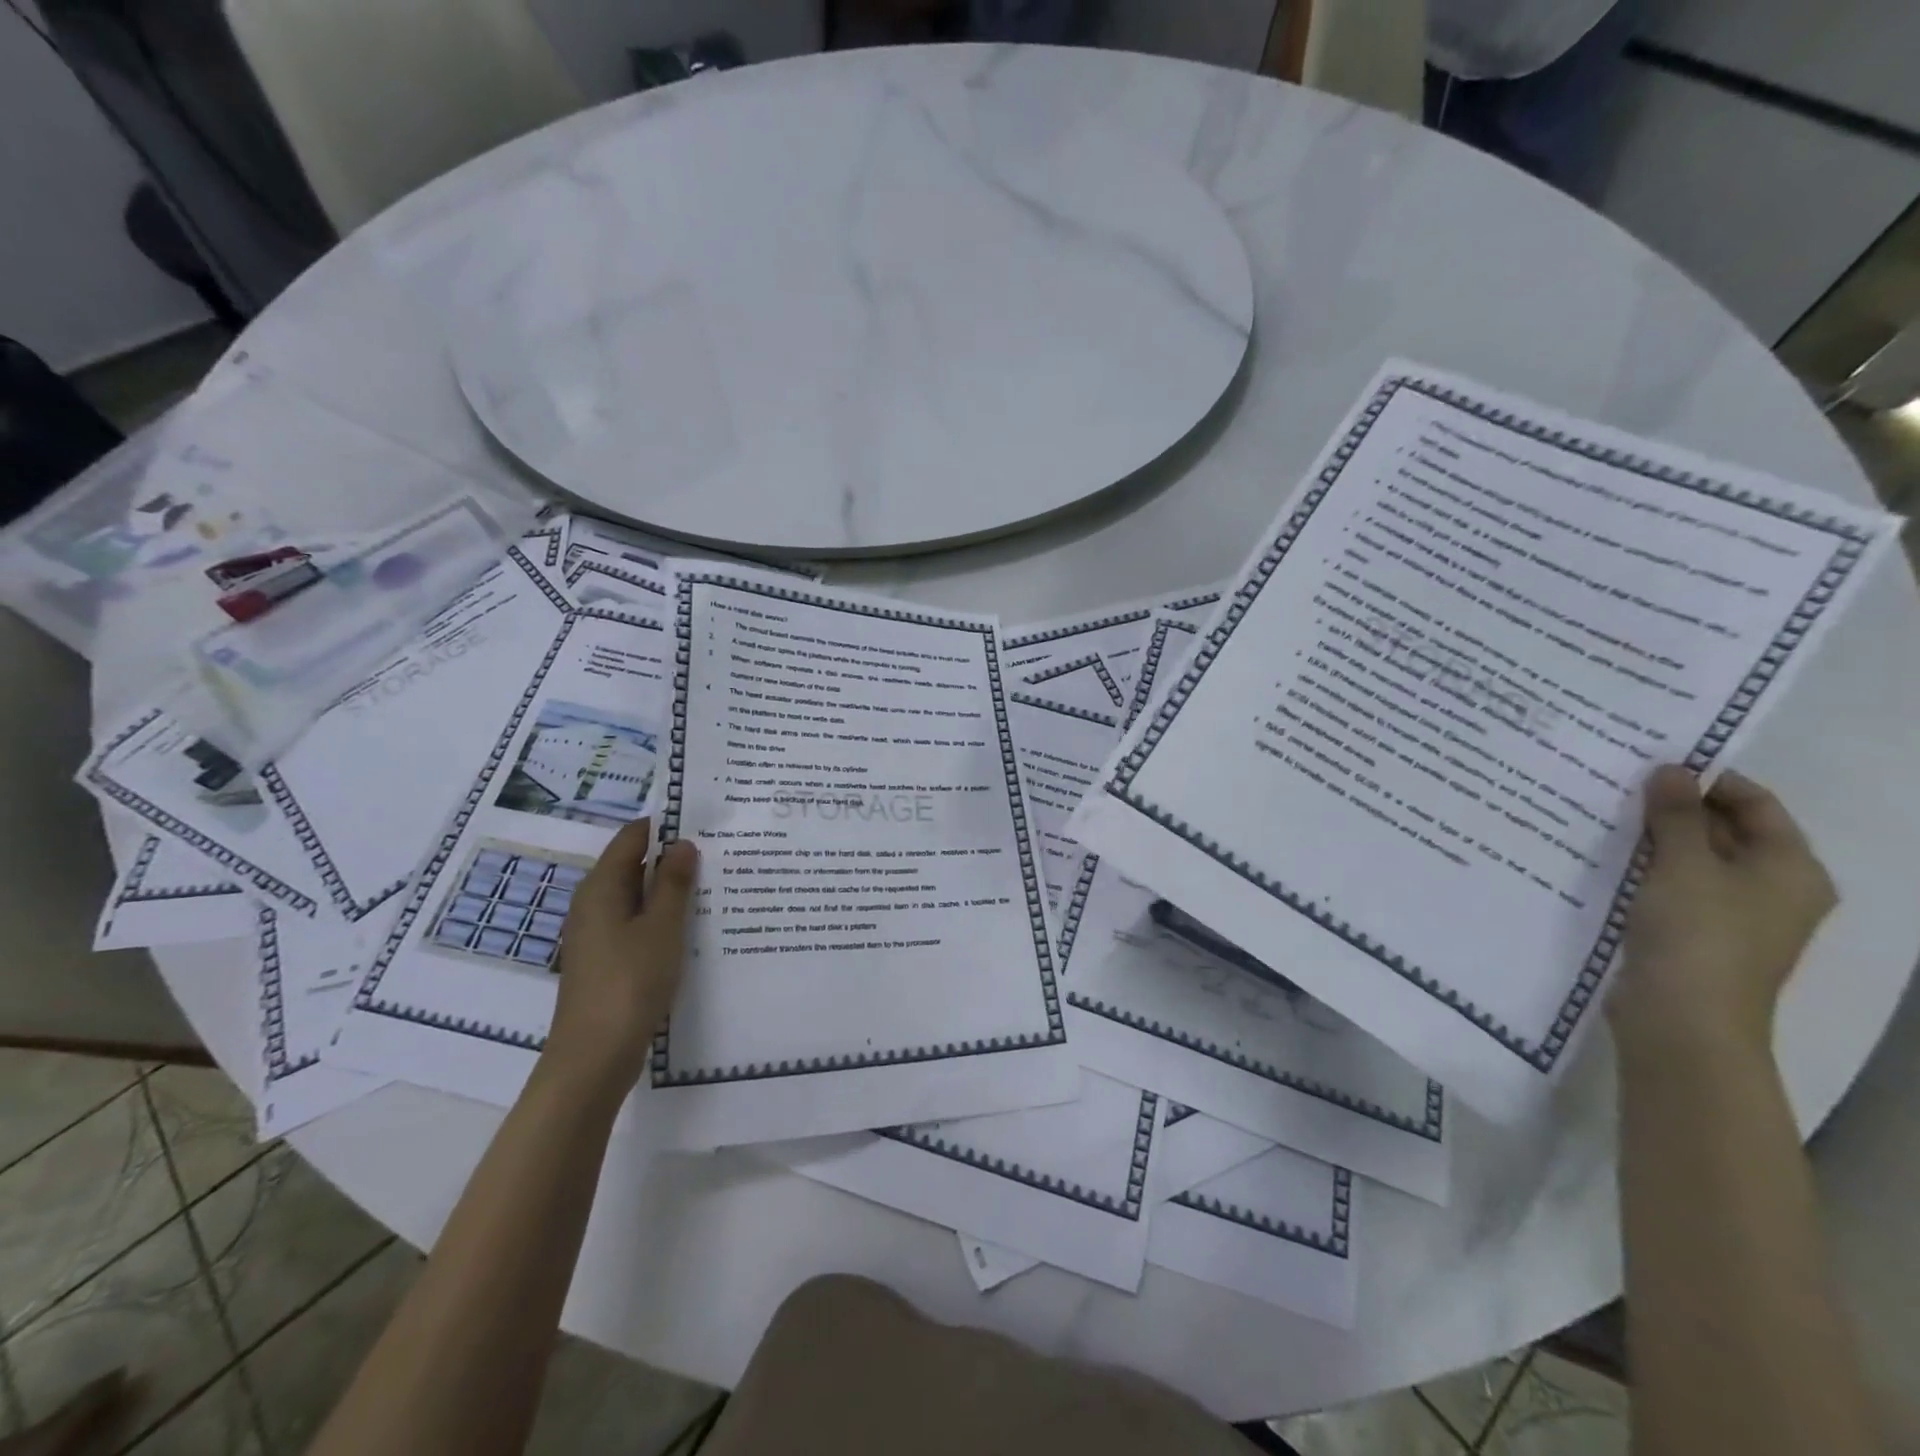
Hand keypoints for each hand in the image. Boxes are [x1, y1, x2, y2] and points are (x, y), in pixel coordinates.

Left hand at [541, 818, 698, 1101]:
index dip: (666, 826)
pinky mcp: (606, 959)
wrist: (594, 1056)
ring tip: (715, 887)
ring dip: (671, 891)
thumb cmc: (630, 982)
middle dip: (674, 859)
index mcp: (601, 887)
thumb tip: (683, 843)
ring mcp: (598, 933)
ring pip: (638, 897)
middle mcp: (593, 903)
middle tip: (720, 854)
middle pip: (634, 865)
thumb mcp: (662, 927)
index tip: (706, 824)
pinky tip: (693, 927)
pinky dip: (662, 918)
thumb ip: (674, 883)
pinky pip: (637, 923)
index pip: (632, 837)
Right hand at [1613, 765, 1835, 1063]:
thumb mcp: (1683, 864)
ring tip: (1601, 814)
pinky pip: (1671, 886)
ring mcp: (1732, 914)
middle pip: (1724, 831)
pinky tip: (1603, 856)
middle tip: (1616, 784)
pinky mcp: (1693, 933)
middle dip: (1673, 808)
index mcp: (1790, 868)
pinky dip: (1644, 868)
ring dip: (1653, 838)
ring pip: (1692, 859)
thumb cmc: (1697, 933)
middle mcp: (1771, 888)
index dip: (1708, 779)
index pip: (1755, 804)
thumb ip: (1676, 814)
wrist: (1682, 1017)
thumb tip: (1670, 769)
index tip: (1650, 763)